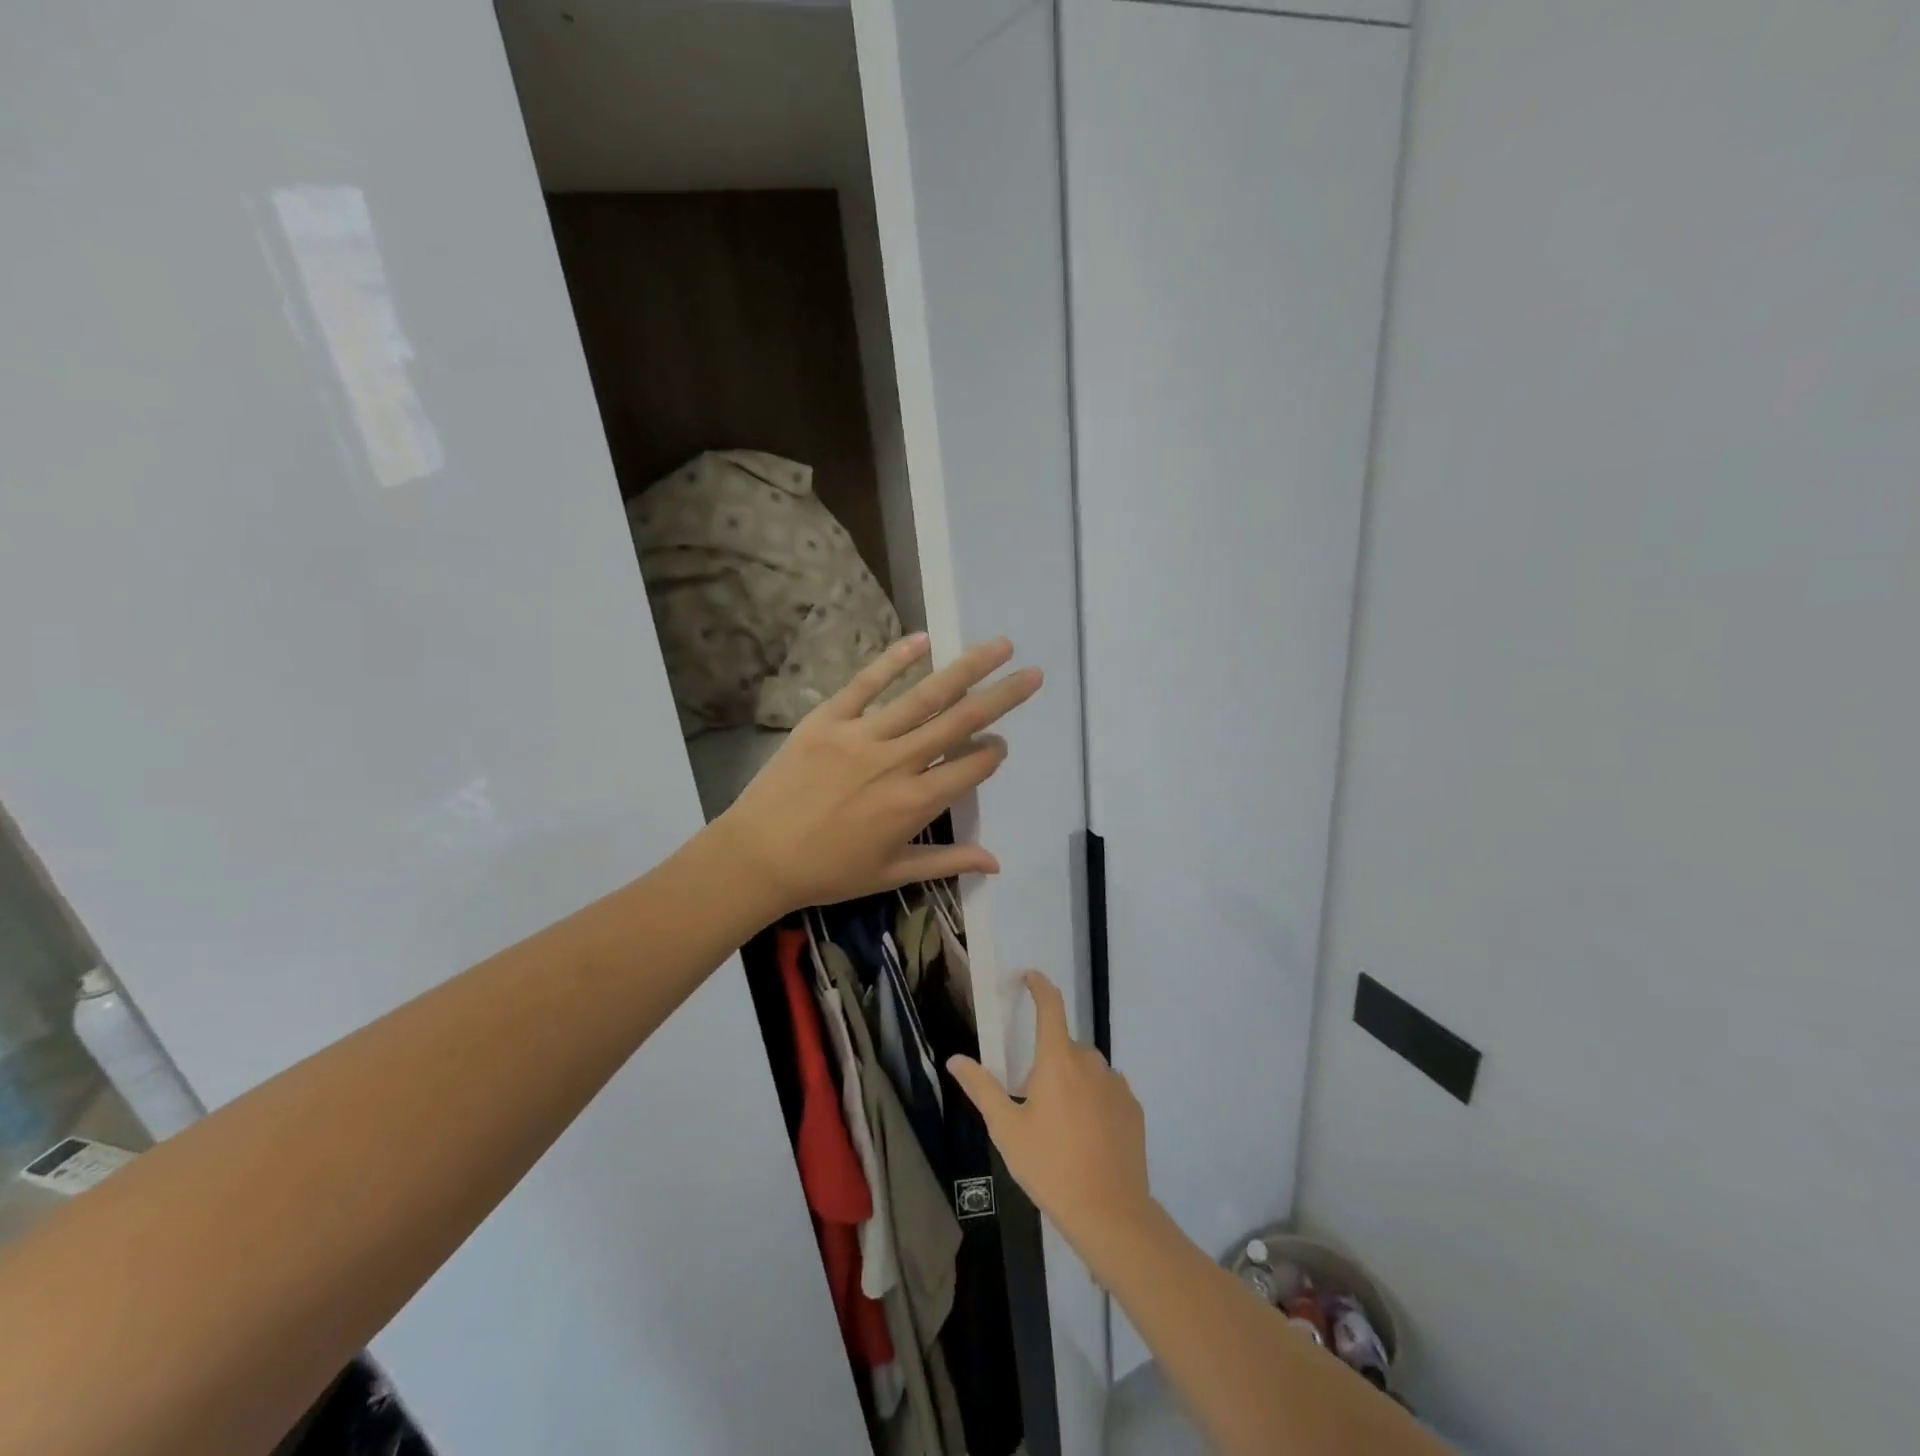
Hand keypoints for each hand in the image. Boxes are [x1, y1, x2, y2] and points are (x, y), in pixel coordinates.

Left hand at [714, 635, 1041, 913]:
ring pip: (924, 696)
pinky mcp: (828, 719)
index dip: (992, 754)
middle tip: (1034, 674)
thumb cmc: (826, 872)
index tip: (999, 746)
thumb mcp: (891, 872)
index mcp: (915, 803)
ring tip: (999, 647)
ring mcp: (862, 736)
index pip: (971, 767)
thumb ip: (946, 862)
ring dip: (966, 669)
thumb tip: (997, 863)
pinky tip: (923, 639)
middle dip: (1002, 697)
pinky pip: (866, 683)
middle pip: (960, 722)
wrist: (755, 857)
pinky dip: (894, 659)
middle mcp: (897, 763)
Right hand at [948, 971, 1155, 1259]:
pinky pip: (1106, 1091)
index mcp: (1057, 1060)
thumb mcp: (1006, 1129)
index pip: (1050, 1007)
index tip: (1031, 977)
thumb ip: (982, 1088)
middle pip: (1064, 1046)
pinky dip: (1093, 1100)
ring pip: (1086, 1070)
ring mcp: (1116, 1084)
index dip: (1040, 987)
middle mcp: (1090, 1062)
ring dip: (1072, 1081)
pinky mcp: (1133, 1108)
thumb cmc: (1050, 1166)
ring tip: (1060, 1125)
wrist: (1110, 1212)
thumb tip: (956, 1059)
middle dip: (1047, 1061)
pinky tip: (1086, 1136)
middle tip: (1031, 1100)